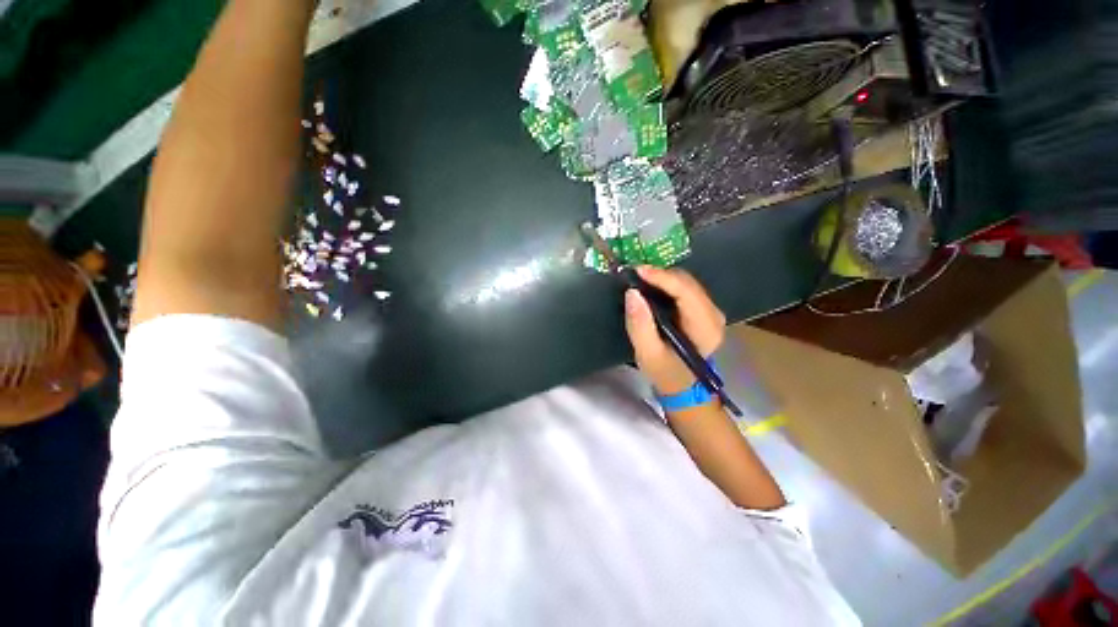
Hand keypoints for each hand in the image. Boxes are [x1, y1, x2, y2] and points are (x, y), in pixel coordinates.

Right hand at [623, 266, 725, 395]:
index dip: (662, 278)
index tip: (638, 271)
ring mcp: (711, 310)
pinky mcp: (703, 309)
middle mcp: (714, 315)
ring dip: (662, 278)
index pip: (686, 293)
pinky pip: (684, 288)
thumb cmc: (665, 372)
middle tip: (633, 276)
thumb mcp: (647, 353)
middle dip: (660, 276)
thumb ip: (640, 325)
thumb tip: (632, 292)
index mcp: (705, 328)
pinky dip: (666, 284)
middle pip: (687, 283)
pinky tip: (651, 287)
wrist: (683, 385)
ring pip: (686, 282)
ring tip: (639, 280)